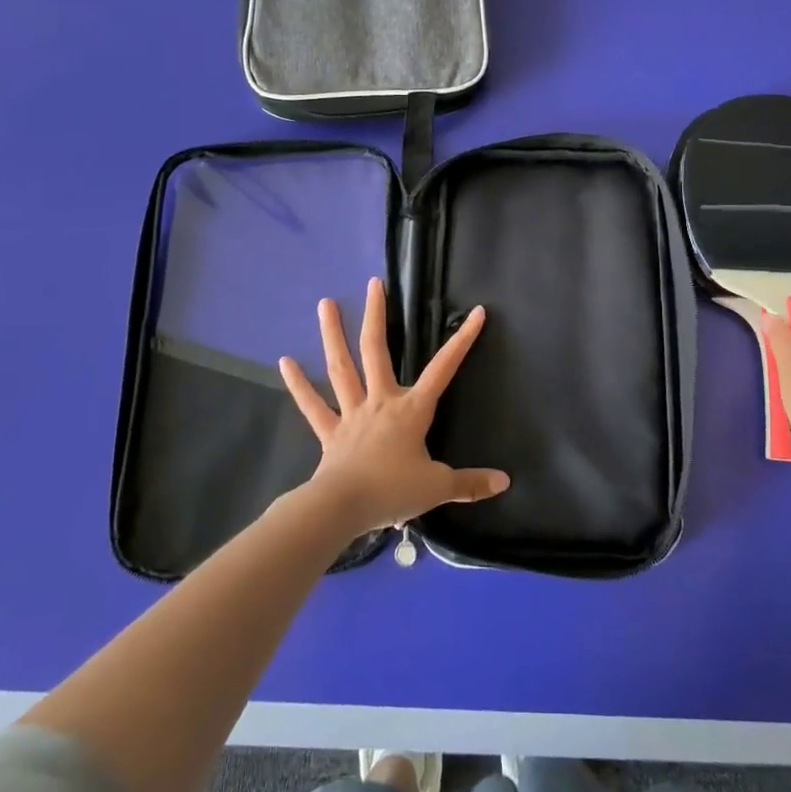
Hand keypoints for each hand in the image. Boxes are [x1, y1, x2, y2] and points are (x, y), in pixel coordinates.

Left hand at [280, 277, 510, 534]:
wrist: (343, 508)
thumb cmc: (392, 491)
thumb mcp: (438, 487)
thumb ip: (470, 483)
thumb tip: (504, 482)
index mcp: (411, 410)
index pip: (443, 369)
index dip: (462, 341)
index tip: (476, 312)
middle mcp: (380, 401)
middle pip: (377, 350)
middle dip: (376, 315)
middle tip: (374, 284)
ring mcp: (351, 413)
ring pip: (341, 367)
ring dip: (332, 334)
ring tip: (325, 303)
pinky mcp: (329, 432)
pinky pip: (313, 405)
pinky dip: (299, 384)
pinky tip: (286, 361)